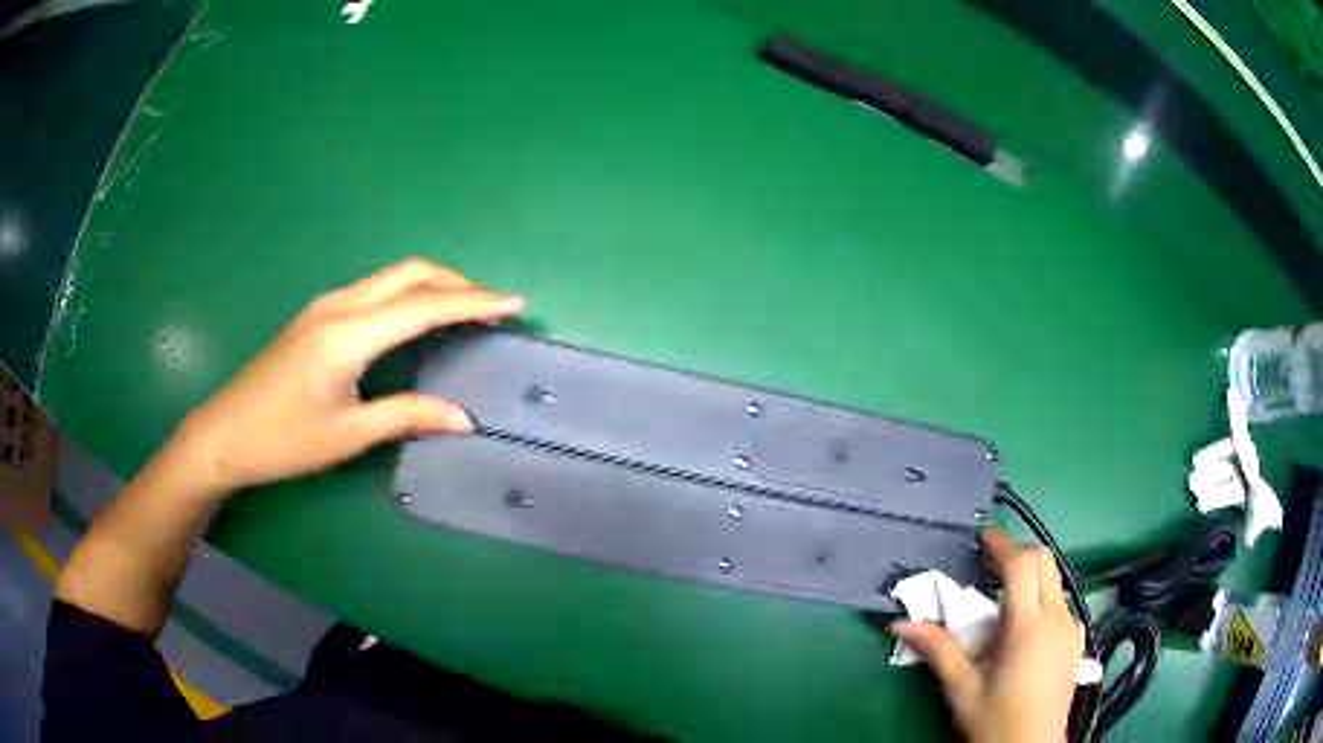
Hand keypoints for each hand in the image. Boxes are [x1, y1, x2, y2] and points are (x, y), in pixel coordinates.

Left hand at [172, 259, 523, 496]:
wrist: (224, 434)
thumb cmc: (284, 441)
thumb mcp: (348, 434)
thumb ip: (408, 416)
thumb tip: (464, 419)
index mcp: (348, 335)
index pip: (423, 306)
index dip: (473, 302)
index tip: (513, 303)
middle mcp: (339, 306)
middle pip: (409, 273)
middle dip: (457, 283)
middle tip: (494, 306)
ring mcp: (325, 306)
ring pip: (391, 277)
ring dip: (432, 285)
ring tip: (465, 310)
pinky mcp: (317, 315)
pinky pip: (374, 290)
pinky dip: (407, 294)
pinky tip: (416, 319)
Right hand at [889, 528, 1084, 742]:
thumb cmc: (994, 721)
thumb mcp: (962, 688)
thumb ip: (937, 650)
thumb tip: (900, 622)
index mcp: (1028, 626)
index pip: (1022, 565)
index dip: (1002, 544)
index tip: (982, 536)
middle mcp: (1057, 618)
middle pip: (1045, 561)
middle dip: (1018, 553)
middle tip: (989, 564)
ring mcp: (1072, 629)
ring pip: (1056, 581)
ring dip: (1032, 576)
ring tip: (1003, 599)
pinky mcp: (1077, 642)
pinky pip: (1062, 604)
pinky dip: (1043, 598)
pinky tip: (1025, 628)